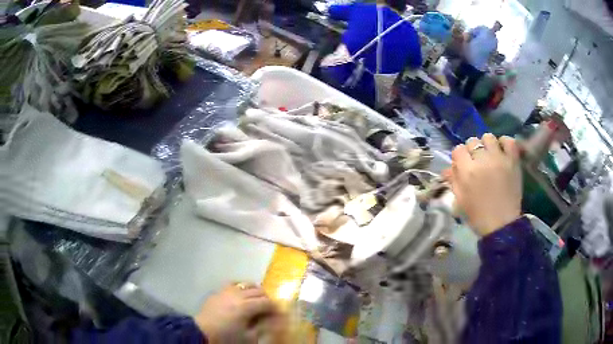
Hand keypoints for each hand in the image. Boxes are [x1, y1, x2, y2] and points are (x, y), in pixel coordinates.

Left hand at [194, 284, 275, 342]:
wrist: (202, 332)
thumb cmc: (227, 337)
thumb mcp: (248, 337)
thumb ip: (263, 327)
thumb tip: (274, 321)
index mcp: (246, 306)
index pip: (267, 302)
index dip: (274, 308)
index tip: (278, 313)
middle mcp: (238, 295)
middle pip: (258, 291)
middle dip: (266, 298)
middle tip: (269, 308)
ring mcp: (226, 291)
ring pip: (246, 284)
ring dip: (254, 291)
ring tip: (256, 300)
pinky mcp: (218, 291)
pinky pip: (233, 284)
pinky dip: (241, 287)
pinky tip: (241, 295)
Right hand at [444, 134, 521, 235]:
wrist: (502, 225)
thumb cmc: (478, 215)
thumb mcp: (460, 200)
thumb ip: (453, 181)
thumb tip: (447, 169)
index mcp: (467, 171)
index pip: (458, 149)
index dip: (459, 157)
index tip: (462, 166)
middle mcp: (482, 160)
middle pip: (472, 141)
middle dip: (472, 151)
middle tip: (476, 163)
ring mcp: (499, 158)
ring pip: (488, 137)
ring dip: (487, 145)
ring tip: (490, 156)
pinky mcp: (513, 160)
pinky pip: (509, 141)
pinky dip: (504, 143)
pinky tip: (502, 151)